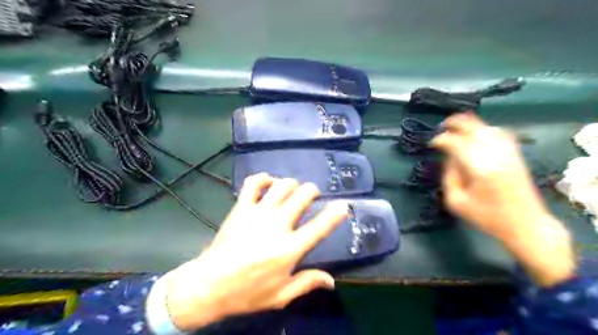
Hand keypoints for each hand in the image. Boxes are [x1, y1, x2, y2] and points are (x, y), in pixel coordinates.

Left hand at [163, 173, 346, 330]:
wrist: (209, 285)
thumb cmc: (248, 292)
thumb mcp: (281, 295)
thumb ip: (307, 283)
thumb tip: (332, 281)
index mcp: (289, 249)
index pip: (319, 227)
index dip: (334, 215)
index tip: (343, 206)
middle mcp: (277, 225)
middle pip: (302, 196)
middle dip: (312, 191)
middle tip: (312, 196)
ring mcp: (257, 213)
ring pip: (282, 185)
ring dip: (292, 184)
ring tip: (292, 190)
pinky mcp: (241, 208)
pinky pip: (253, 183)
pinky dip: (263, 178)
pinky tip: (268, 182)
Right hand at [433, 114, 576, 286]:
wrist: (526, 224)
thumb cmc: (487, 217)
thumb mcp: (456, 201)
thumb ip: (448, 176)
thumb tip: (448, 158)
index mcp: (478, 167)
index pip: (456, 143)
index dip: (441, 140)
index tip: (431, 143)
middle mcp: (494, 155)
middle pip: (473, 128)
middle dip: (455, 124)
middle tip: (441, 127)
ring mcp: (508, 153)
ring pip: (487, 128)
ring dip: (470, 124)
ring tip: (456, 127)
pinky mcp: (516, 155)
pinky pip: (500, 133)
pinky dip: (485, 129)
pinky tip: (477, 133)